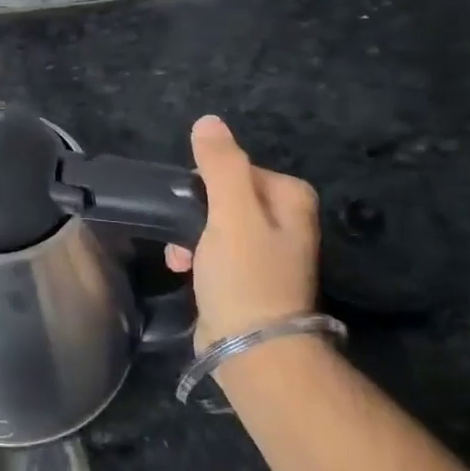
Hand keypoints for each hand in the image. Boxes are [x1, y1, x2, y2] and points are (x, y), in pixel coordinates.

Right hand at [165, 115, 319, 351]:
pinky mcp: (249, 279)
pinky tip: (183, 270)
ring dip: (190, 235)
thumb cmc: (246, 275)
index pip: (237, 168)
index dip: (207, 182)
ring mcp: (268, 252)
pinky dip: (197, 256)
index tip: (191, 203)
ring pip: (216, 223)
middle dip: (195, 210)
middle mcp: (286, 221)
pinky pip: (215, 251)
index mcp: (291, 199)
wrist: (253, 349)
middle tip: (181, 231)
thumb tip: (208, 121)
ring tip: (179, 257)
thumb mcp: (231, 212)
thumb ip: (221, 164)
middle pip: (225, 195)